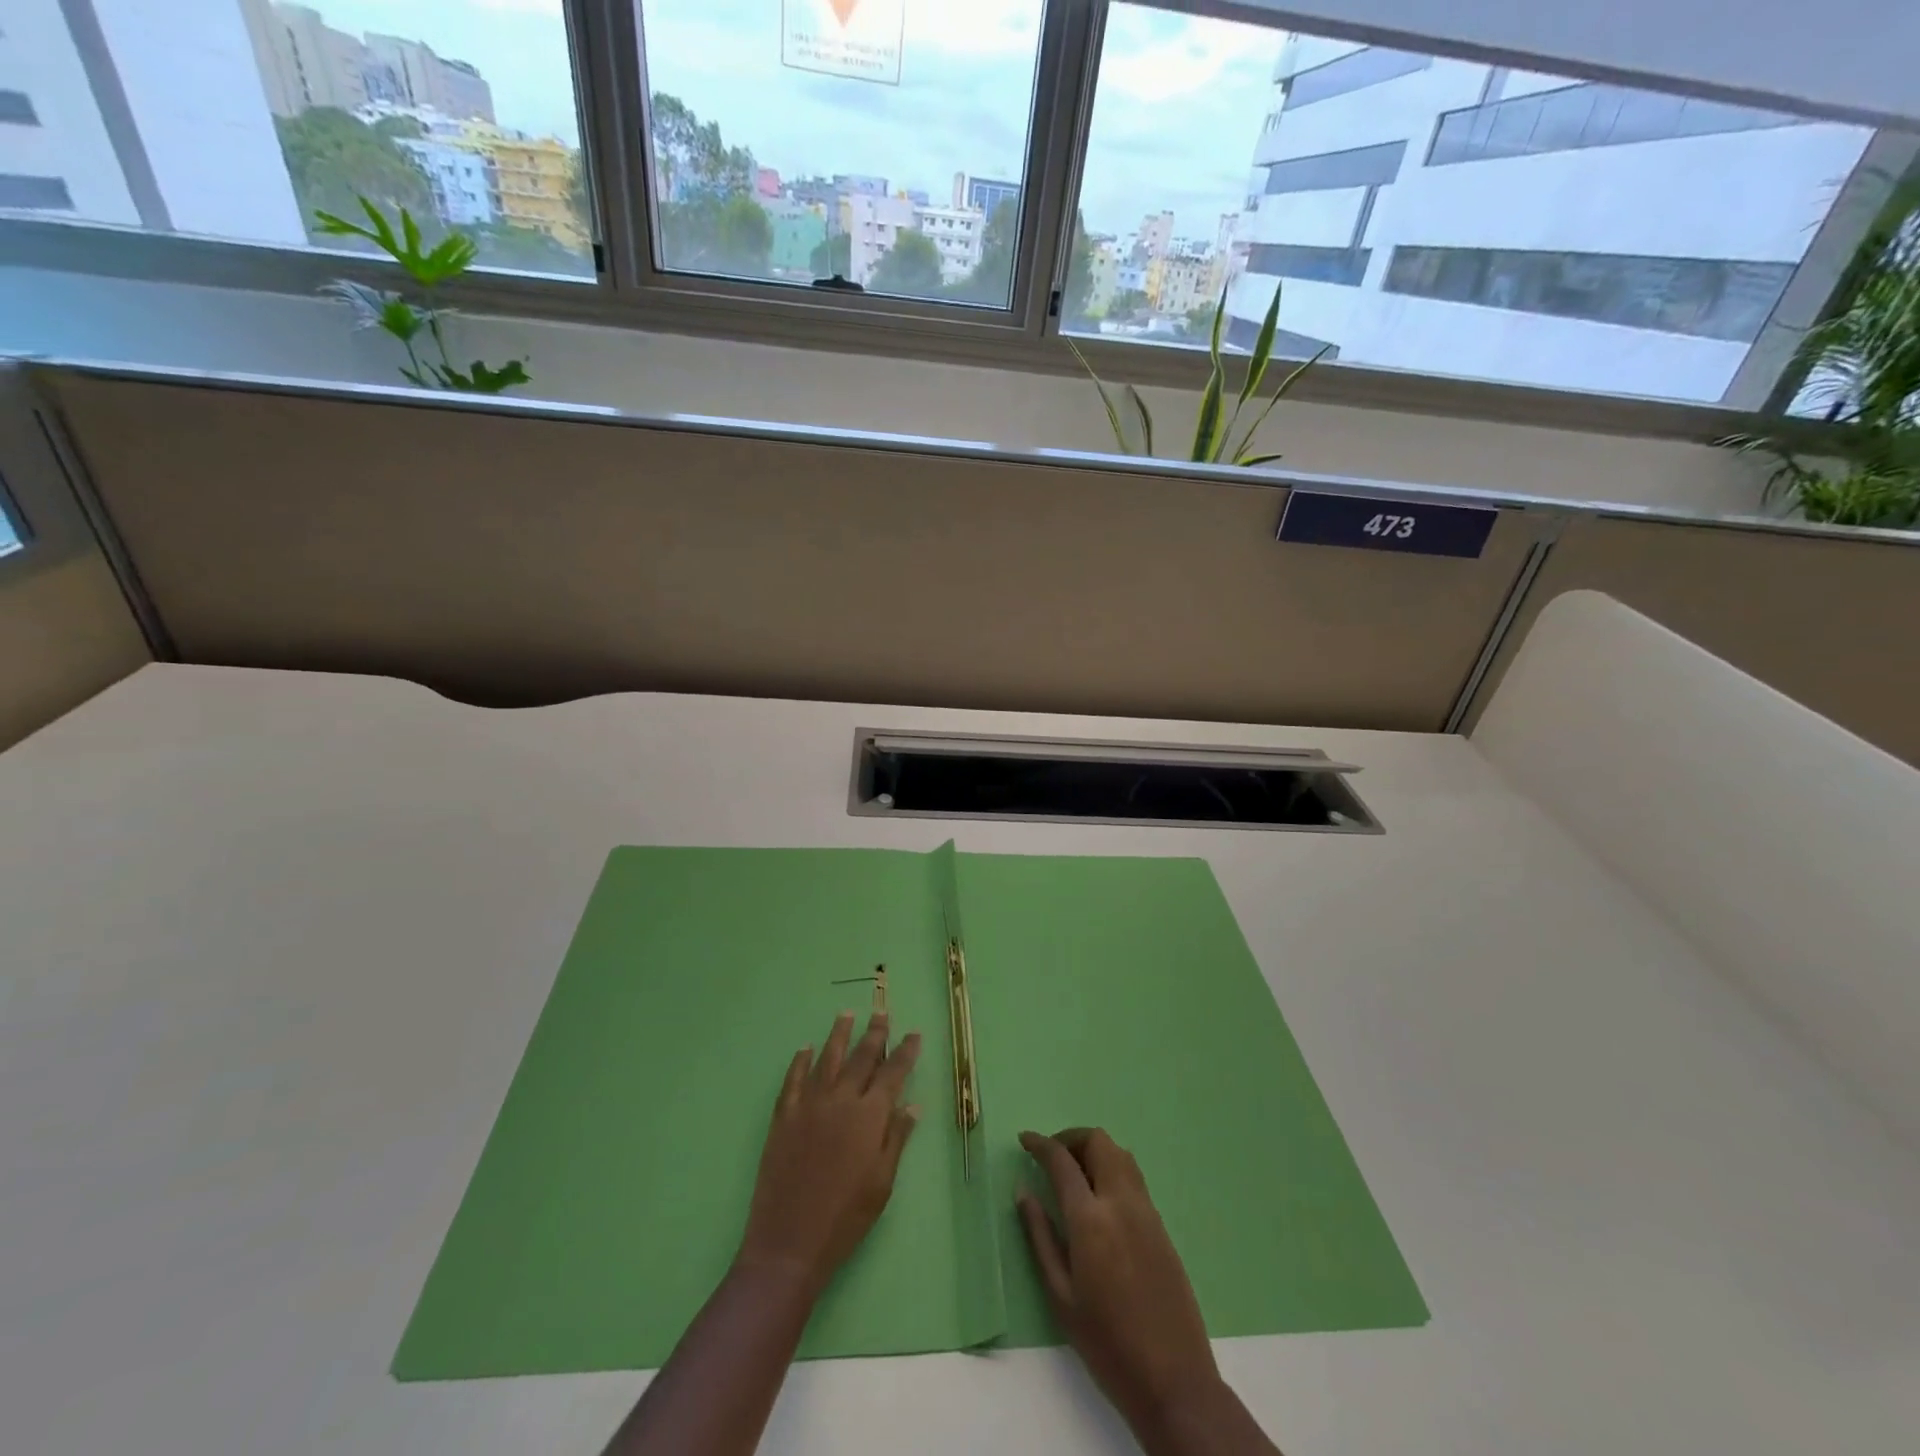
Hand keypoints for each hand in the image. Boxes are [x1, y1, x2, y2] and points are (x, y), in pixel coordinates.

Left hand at [736, 1011, 920, 1293]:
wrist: (789, 1242)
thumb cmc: (846, 1218)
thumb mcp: (882, 1182)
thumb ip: (896, 1138)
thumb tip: (912, 1104)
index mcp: (869, 1116)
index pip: (893, 1073)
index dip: (905, 1052)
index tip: (913, 1034)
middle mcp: (840, 1100)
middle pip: (861, 1057)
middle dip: (875, 1033)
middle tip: (882, 1013)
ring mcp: (808, 1105)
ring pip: (827, 1058)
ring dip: (839, 1035)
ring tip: (847, 1014)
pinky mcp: (783, 1116)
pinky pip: (793, 1079)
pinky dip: (800, 1061)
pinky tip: (805, 1049)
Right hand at [1017, 1128, 1230, 1446]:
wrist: (1174, 1380)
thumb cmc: (1107, 1344)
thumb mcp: (1061, 1296)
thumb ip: (1040, 1237)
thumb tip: (1023, 1192)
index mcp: (1091, 1220)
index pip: (1062, 1161)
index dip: (1041, 1144)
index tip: (1024, 1139)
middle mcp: (1121, 1203)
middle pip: (1098, 1142)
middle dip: (1071, 1138)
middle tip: (1051, 1156)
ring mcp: (1146, 1212)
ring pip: (1120, 1154)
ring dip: (1094, 1150)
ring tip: (1074, 1173)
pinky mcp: (1162, 1226)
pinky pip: (1134, 1178)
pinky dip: (1112, 1169)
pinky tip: (1099, 1198)